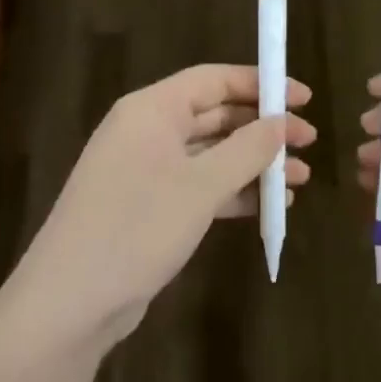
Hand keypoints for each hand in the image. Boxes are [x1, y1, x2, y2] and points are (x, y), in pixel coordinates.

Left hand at [0, 65, 315, 358]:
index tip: (304, 99)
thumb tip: (283, 122)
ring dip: (254, 164)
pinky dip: (234, 191)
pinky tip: (269, 205)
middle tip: (310, 143)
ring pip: (212, 154)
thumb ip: (248, 148)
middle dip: (264, 129)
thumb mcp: (201, 185)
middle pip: (215, 115)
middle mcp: (147, 132)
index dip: (261, 84)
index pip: (214, 80)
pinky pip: (200, 186)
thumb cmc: (137, 227)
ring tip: (300, 179)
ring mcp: (146, 171)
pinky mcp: (149, 207)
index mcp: (152, 109)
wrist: (71, 302)